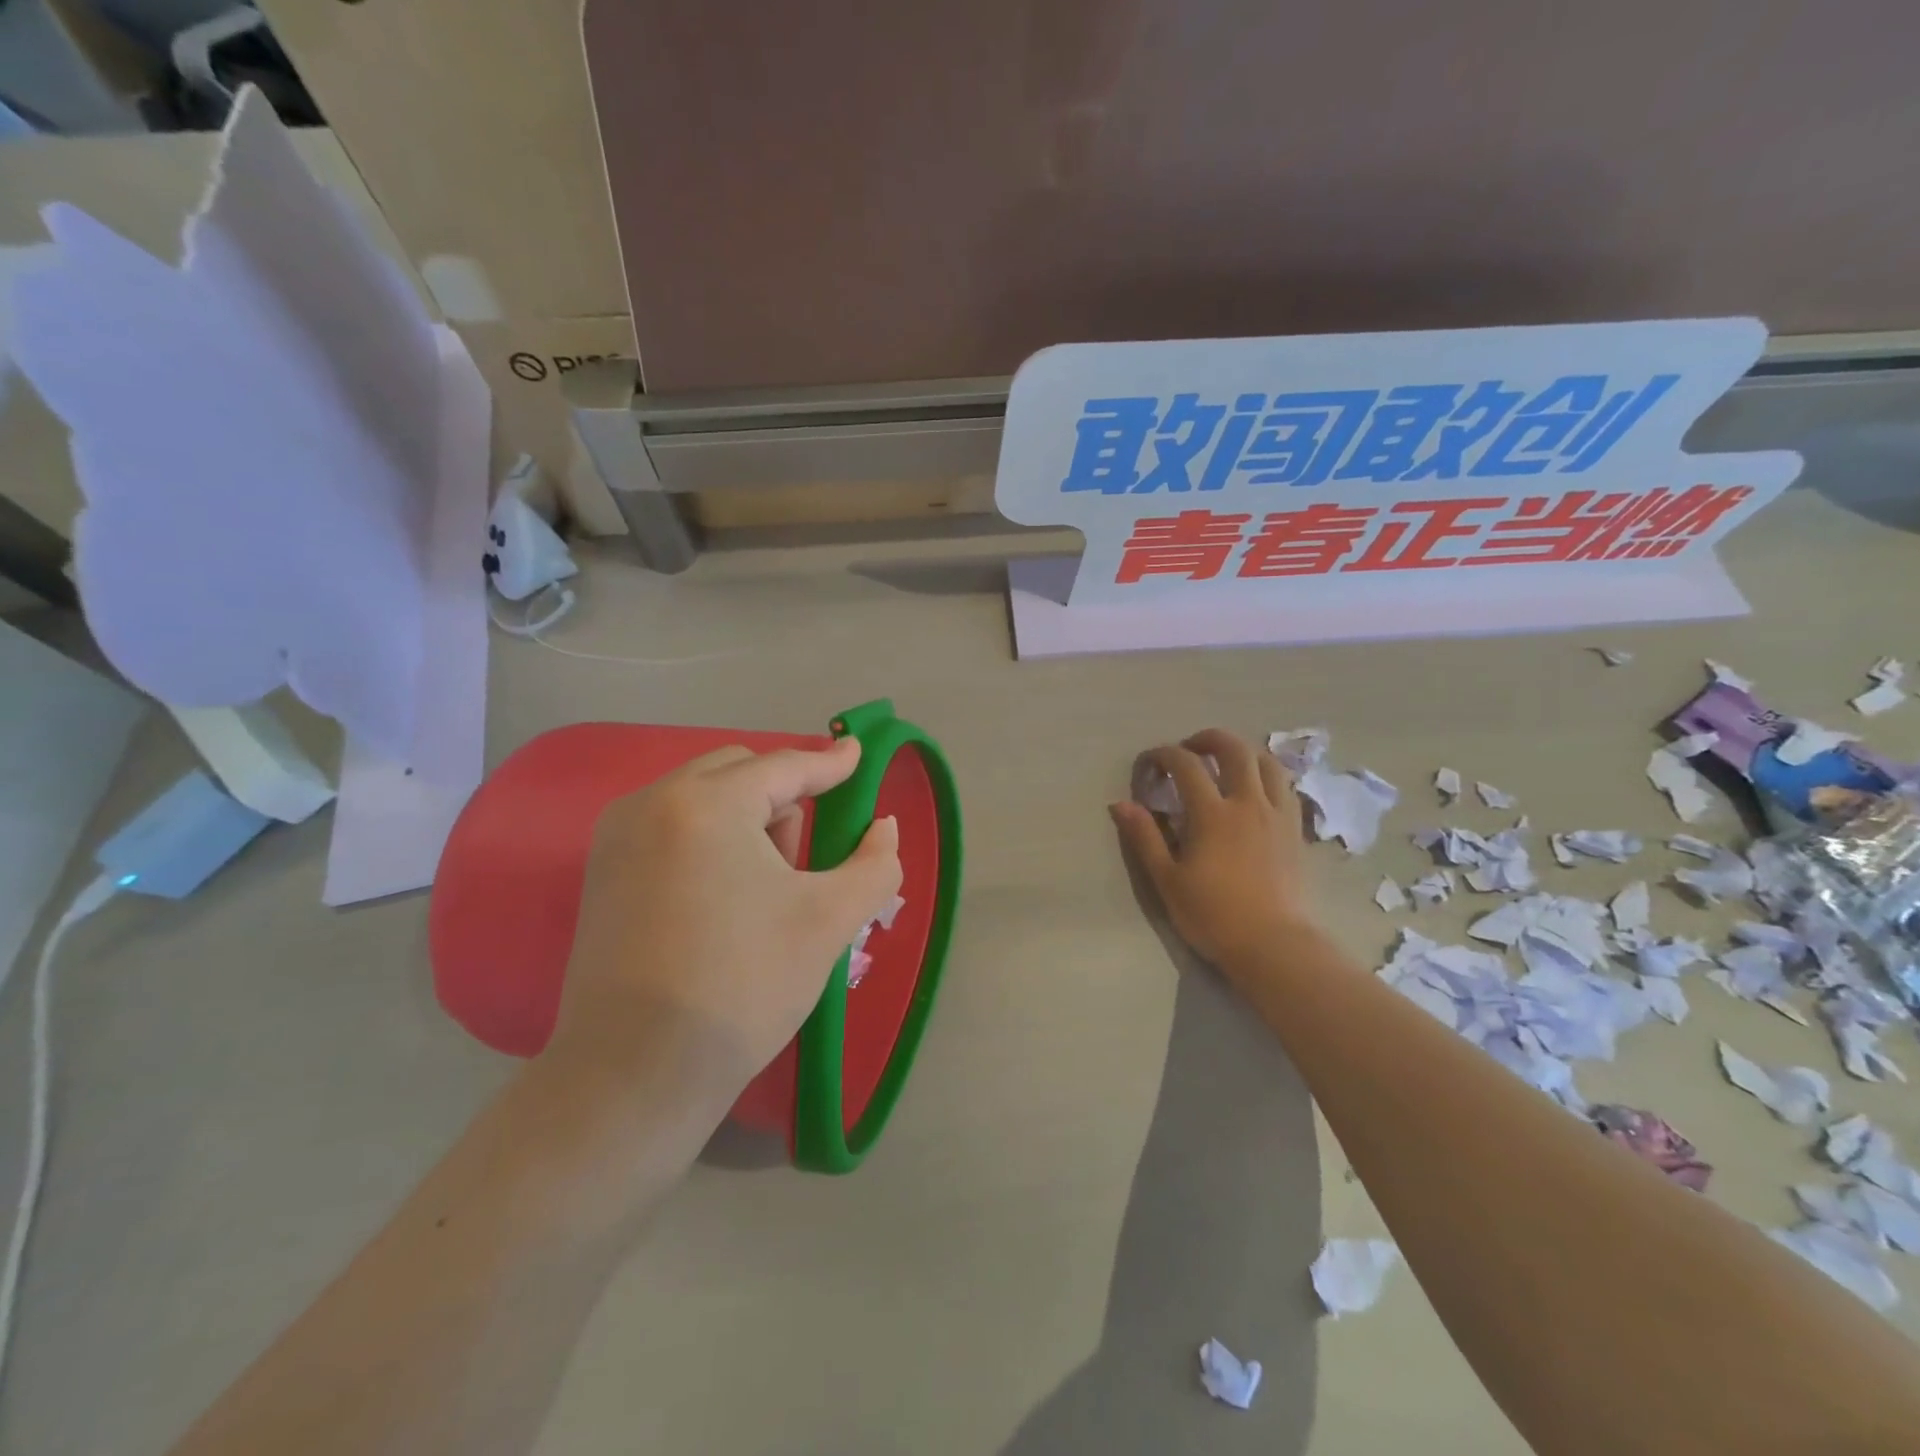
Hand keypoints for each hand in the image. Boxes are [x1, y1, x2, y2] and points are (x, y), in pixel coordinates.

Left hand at [550, 738, 902, 1107]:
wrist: (635, 1074)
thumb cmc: (743, 986)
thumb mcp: (829, 921)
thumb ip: (874, 864)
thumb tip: (884, 828)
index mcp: (707, 804)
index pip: (784, 768)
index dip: (829, 763)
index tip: (857, 754)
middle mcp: (652, 802)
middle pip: (739, 772)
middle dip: (782, 799)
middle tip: (801, 860)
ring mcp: (617, 837)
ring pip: (703, 798)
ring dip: (745, 820)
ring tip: (762, 889)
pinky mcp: (602, 872)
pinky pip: (672, 827)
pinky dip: (709, 840)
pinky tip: (721, 900)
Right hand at [1109, 728, 1314, 966]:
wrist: (1274, 945)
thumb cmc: (1213, 915)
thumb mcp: (1167, 880)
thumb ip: (1145, 837)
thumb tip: (1121, 803)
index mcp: (1212, 814)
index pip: (1186, 764)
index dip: (1163, 755)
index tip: (1149, 765)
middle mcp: (1248, 803)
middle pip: (1233, 748)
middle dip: (1207, 739)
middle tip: (1188, 749)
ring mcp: (1277, 814)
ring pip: (1266, 761)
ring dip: (1242, 751)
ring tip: (1224, 763)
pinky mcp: (1295, 829)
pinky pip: (1285, 785)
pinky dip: (1266, 774)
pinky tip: (1255, 788)